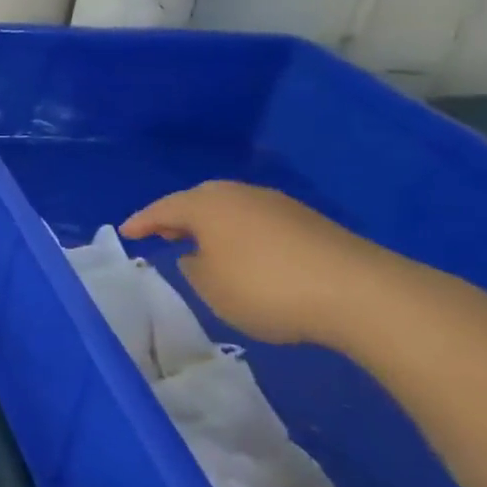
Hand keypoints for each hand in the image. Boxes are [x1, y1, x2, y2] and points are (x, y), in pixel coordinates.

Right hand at [120, 181, 397, 347]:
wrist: (359, 292)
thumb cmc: (266, 288)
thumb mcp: (211, 287)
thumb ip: (193, 267)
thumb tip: (197, 255)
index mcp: (206, 205)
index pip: (163, 209)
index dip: (142, 221)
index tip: (126, 232)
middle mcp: (238, 195)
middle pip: (198, 200)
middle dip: (178, 217)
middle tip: (163, 234)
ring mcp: (276, 204)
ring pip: (230, 209)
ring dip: (212, 225)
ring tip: (202, 246)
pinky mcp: (307, 222)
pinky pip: (256, 221)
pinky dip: (241, 234)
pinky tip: (245, 255)